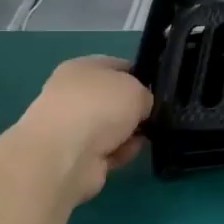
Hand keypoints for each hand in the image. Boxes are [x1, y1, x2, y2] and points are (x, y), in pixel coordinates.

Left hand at [13, 56, 152, 204]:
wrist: (65, 155)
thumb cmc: (99, 107)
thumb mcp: (136, 88)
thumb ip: (145, 95)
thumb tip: (141, 108)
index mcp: (82, 68)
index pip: (117, 66)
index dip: (140, 76)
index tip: (158, 90)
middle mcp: (74, 94)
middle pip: (115, 100)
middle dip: (135, 110)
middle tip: (154, 116)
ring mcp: (73, 127)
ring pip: (113, 127)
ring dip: (129, 134)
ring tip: (141, 137)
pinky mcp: (76, 156)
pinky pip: (109, 151)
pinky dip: (119, 153)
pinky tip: (125, 154)